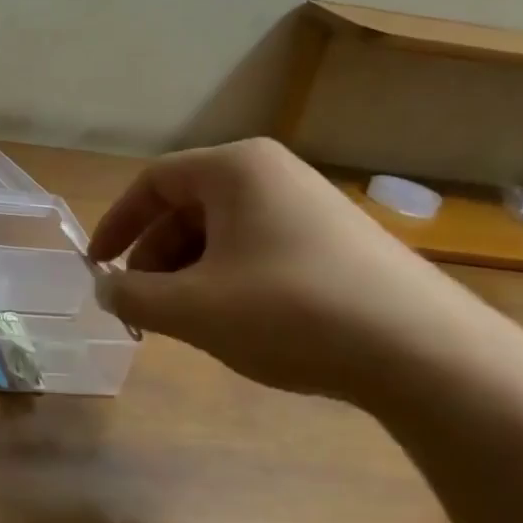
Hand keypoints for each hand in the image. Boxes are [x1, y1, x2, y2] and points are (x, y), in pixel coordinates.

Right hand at [88, 139, 501, 406]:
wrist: (425, 353)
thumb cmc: (290, 312)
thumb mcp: (192, 309)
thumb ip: (132, 295)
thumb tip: (105, 287)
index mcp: (235, 169)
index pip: (153, 182)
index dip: (116, 224)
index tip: (97, 266)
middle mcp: (272, 174)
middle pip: (187, 207)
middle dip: (154, 257)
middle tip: (143, 304)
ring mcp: (309, 206)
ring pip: (221, 232)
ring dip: (188, 272)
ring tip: (185, 320)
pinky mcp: (335, 241)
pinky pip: (257, 248)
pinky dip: (227, 279)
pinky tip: (234, 321)